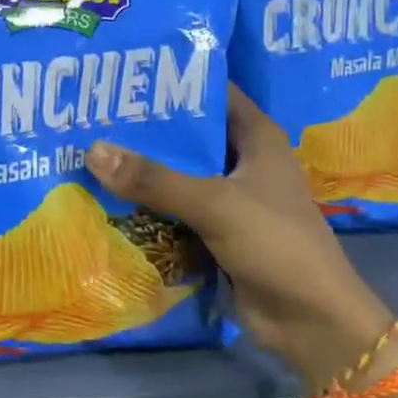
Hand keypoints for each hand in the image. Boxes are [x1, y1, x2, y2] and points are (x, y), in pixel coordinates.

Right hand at [86, 85, 397, 386]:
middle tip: (93, 116)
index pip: (213, 93)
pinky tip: (108, 198)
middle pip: (190, 136)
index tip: (125, 77)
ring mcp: (230, 200)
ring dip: (143, 171)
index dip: (174, 82)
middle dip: (147, 129)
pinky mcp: (217, 233)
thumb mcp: (214, 204)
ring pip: (179, 175)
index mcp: (257, 138)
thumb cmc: (275, 244)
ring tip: (89, 151)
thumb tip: (93, 150)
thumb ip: (154, 179)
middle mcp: (244, 162)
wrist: (308, 320)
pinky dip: (149, 207)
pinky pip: (176, 211)